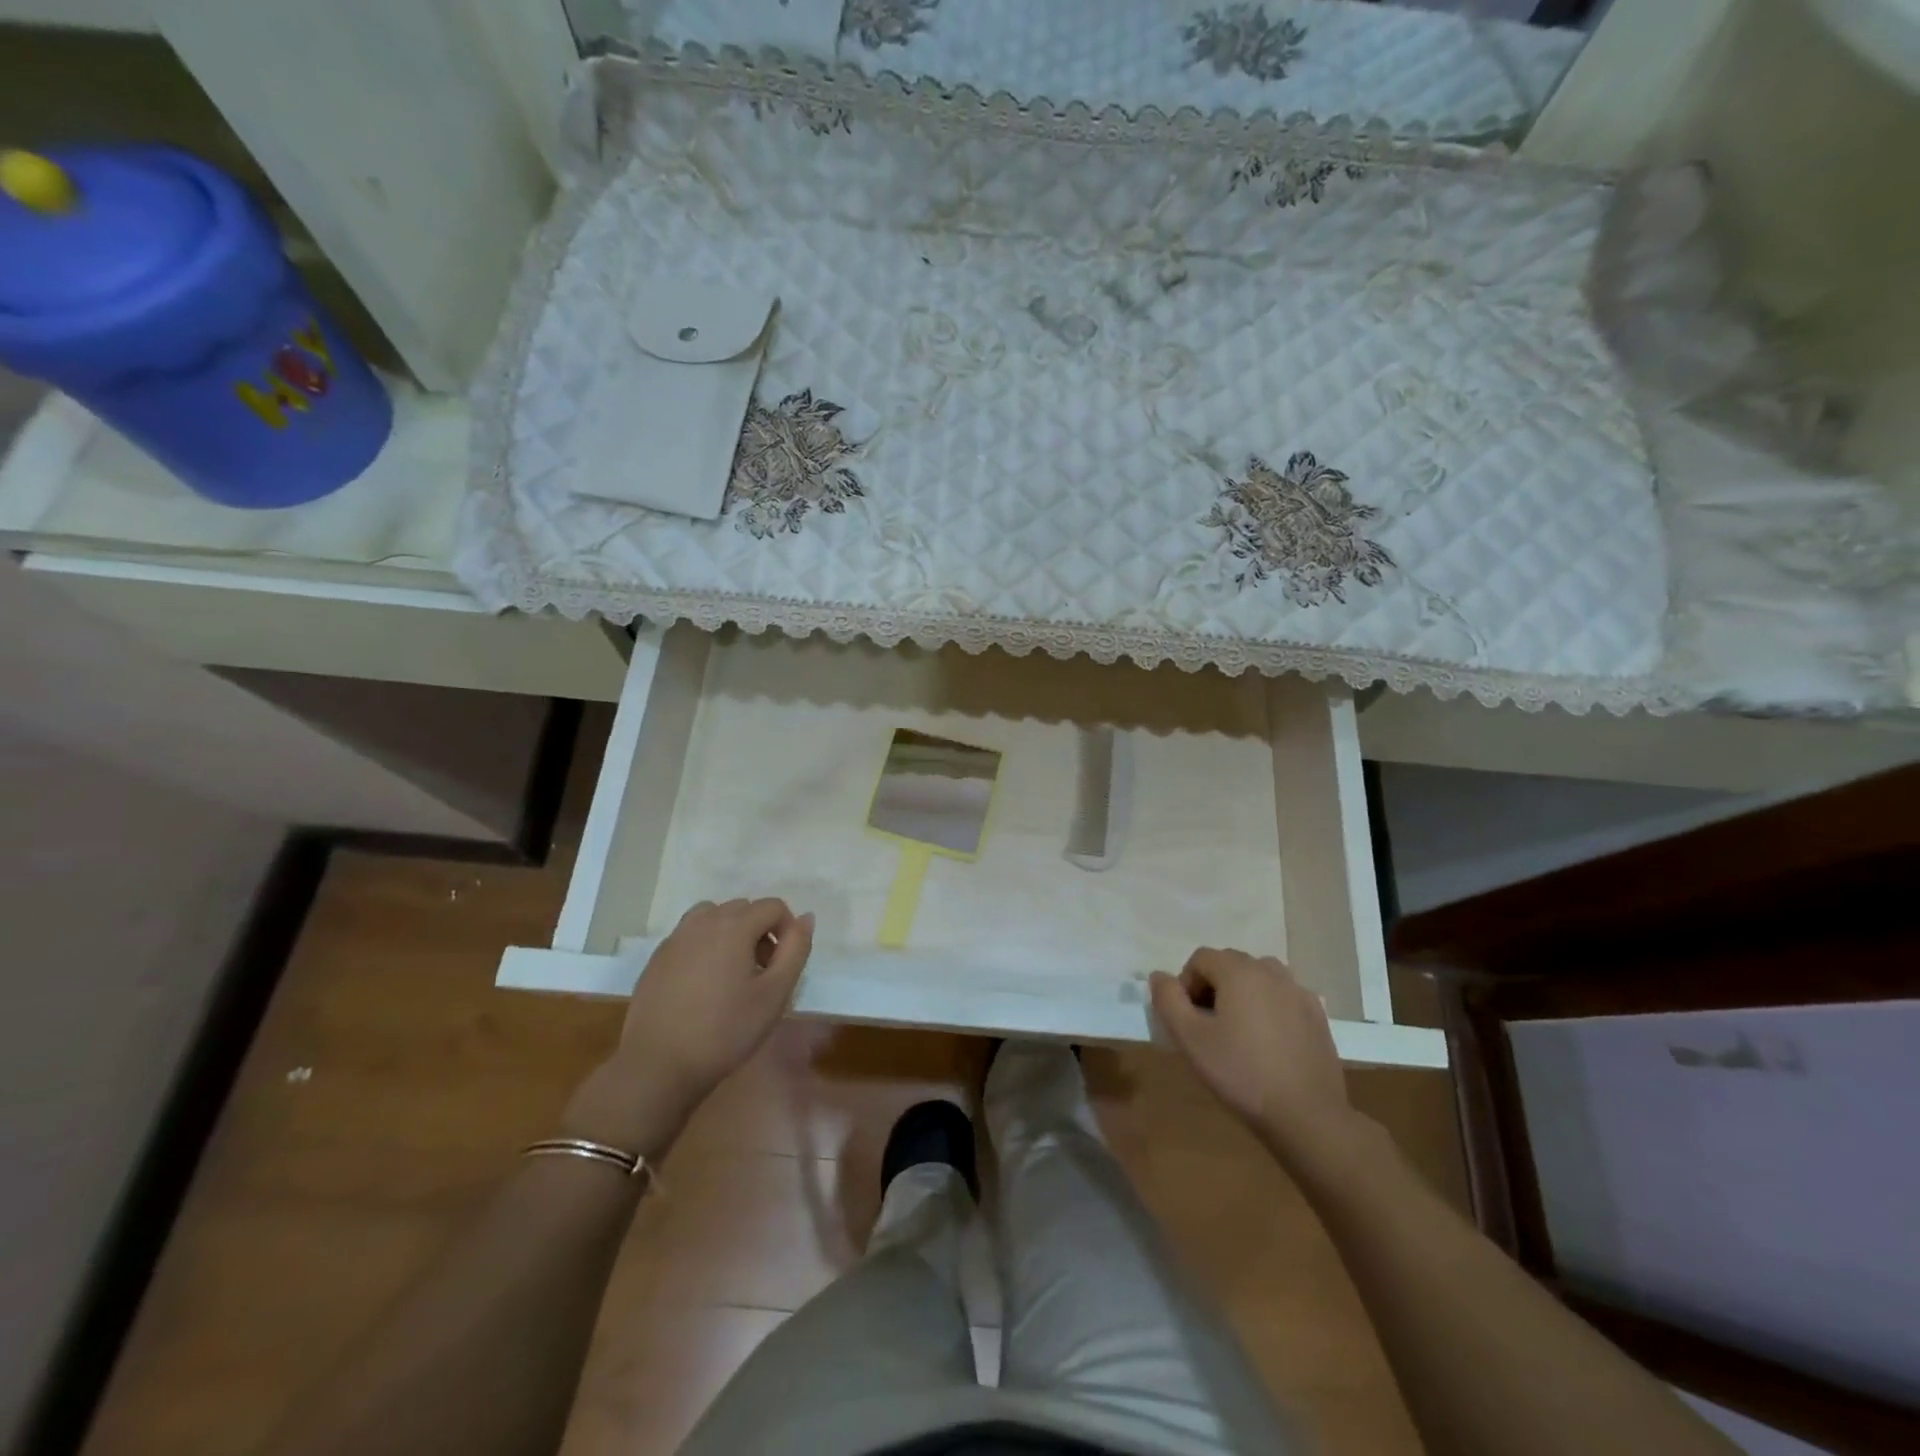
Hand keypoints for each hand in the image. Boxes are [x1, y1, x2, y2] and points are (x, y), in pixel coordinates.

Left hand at [565, 899, 813, 1155]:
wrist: (658, 1065)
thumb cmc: (725, 1030)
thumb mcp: (775, 993)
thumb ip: (796, 949)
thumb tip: (806, 917)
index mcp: (734, 925)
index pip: (773, 906)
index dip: (787, 930)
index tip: (784, 965)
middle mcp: (703, 921)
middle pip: (743, 908)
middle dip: (760, 931)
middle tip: (763, 972)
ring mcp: (675, 938)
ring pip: (713, 917)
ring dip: (731, 933)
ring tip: (733, 973)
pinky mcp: (657, 958)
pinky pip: (690, 936)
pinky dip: (706, 946)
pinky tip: (704, 985)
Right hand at [1150, 948, 1360, 1165]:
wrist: (1307, 1115)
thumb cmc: (1241, 1073)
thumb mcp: (1190, 1039)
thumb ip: (1168, 1000)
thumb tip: (1159, 976)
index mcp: (1239, 971)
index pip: (1200, 958)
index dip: (1186, 984)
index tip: (1187, 1019)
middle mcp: (1271, 971)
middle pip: (1230, 963)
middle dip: (1213, 986)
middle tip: (1208, 1026)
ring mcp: (1298, 992)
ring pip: (1259, 977)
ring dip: (1242, 993)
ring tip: (1238, 1030)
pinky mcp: (1317, 1016)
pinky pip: (1283, 997)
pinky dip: (1269, 1007)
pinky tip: (1268, 1042)